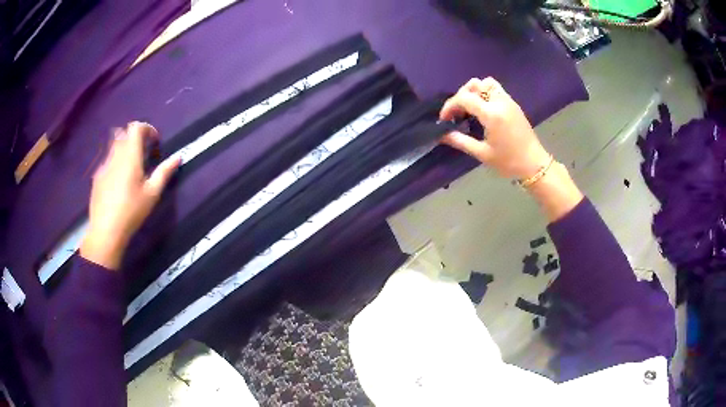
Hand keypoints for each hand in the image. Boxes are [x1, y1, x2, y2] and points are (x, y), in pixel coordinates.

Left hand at [80, 122, 179, 269]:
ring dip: (124, 148)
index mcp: (130, 156)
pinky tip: (118, 182)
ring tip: (131, 166)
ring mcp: (104, 165)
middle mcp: (115, 155)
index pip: (136, 127)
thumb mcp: (152, 194)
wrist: (106, 231)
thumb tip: (178, 157)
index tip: (154, 141)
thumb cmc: (132, 211)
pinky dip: (115, 162)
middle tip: (143, 152)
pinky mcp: (97, 177)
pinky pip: (107, 161)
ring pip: (113, 145)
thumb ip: (164, 172)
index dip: (147, 129)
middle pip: (123, 133)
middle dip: (134, 137)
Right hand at [439, 77, 551, 179]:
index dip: (450, 106)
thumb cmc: (508, 162)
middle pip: (475, 84)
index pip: (464, 98)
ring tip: (470, 107)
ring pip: (487, 83)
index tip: (444, 119)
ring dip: (475, 91)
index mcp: (491, 114)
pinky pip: (496, 90)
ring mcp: (508, 101)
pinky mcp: (514, 105)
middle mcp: (500, 102)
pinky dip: (485, 93)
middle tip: (457, 112)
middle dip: (461, 95)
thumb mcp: (482, 154)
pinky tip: (483, 110)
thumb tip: (441, 135)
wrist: (534, 165)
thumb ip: (460, 141)